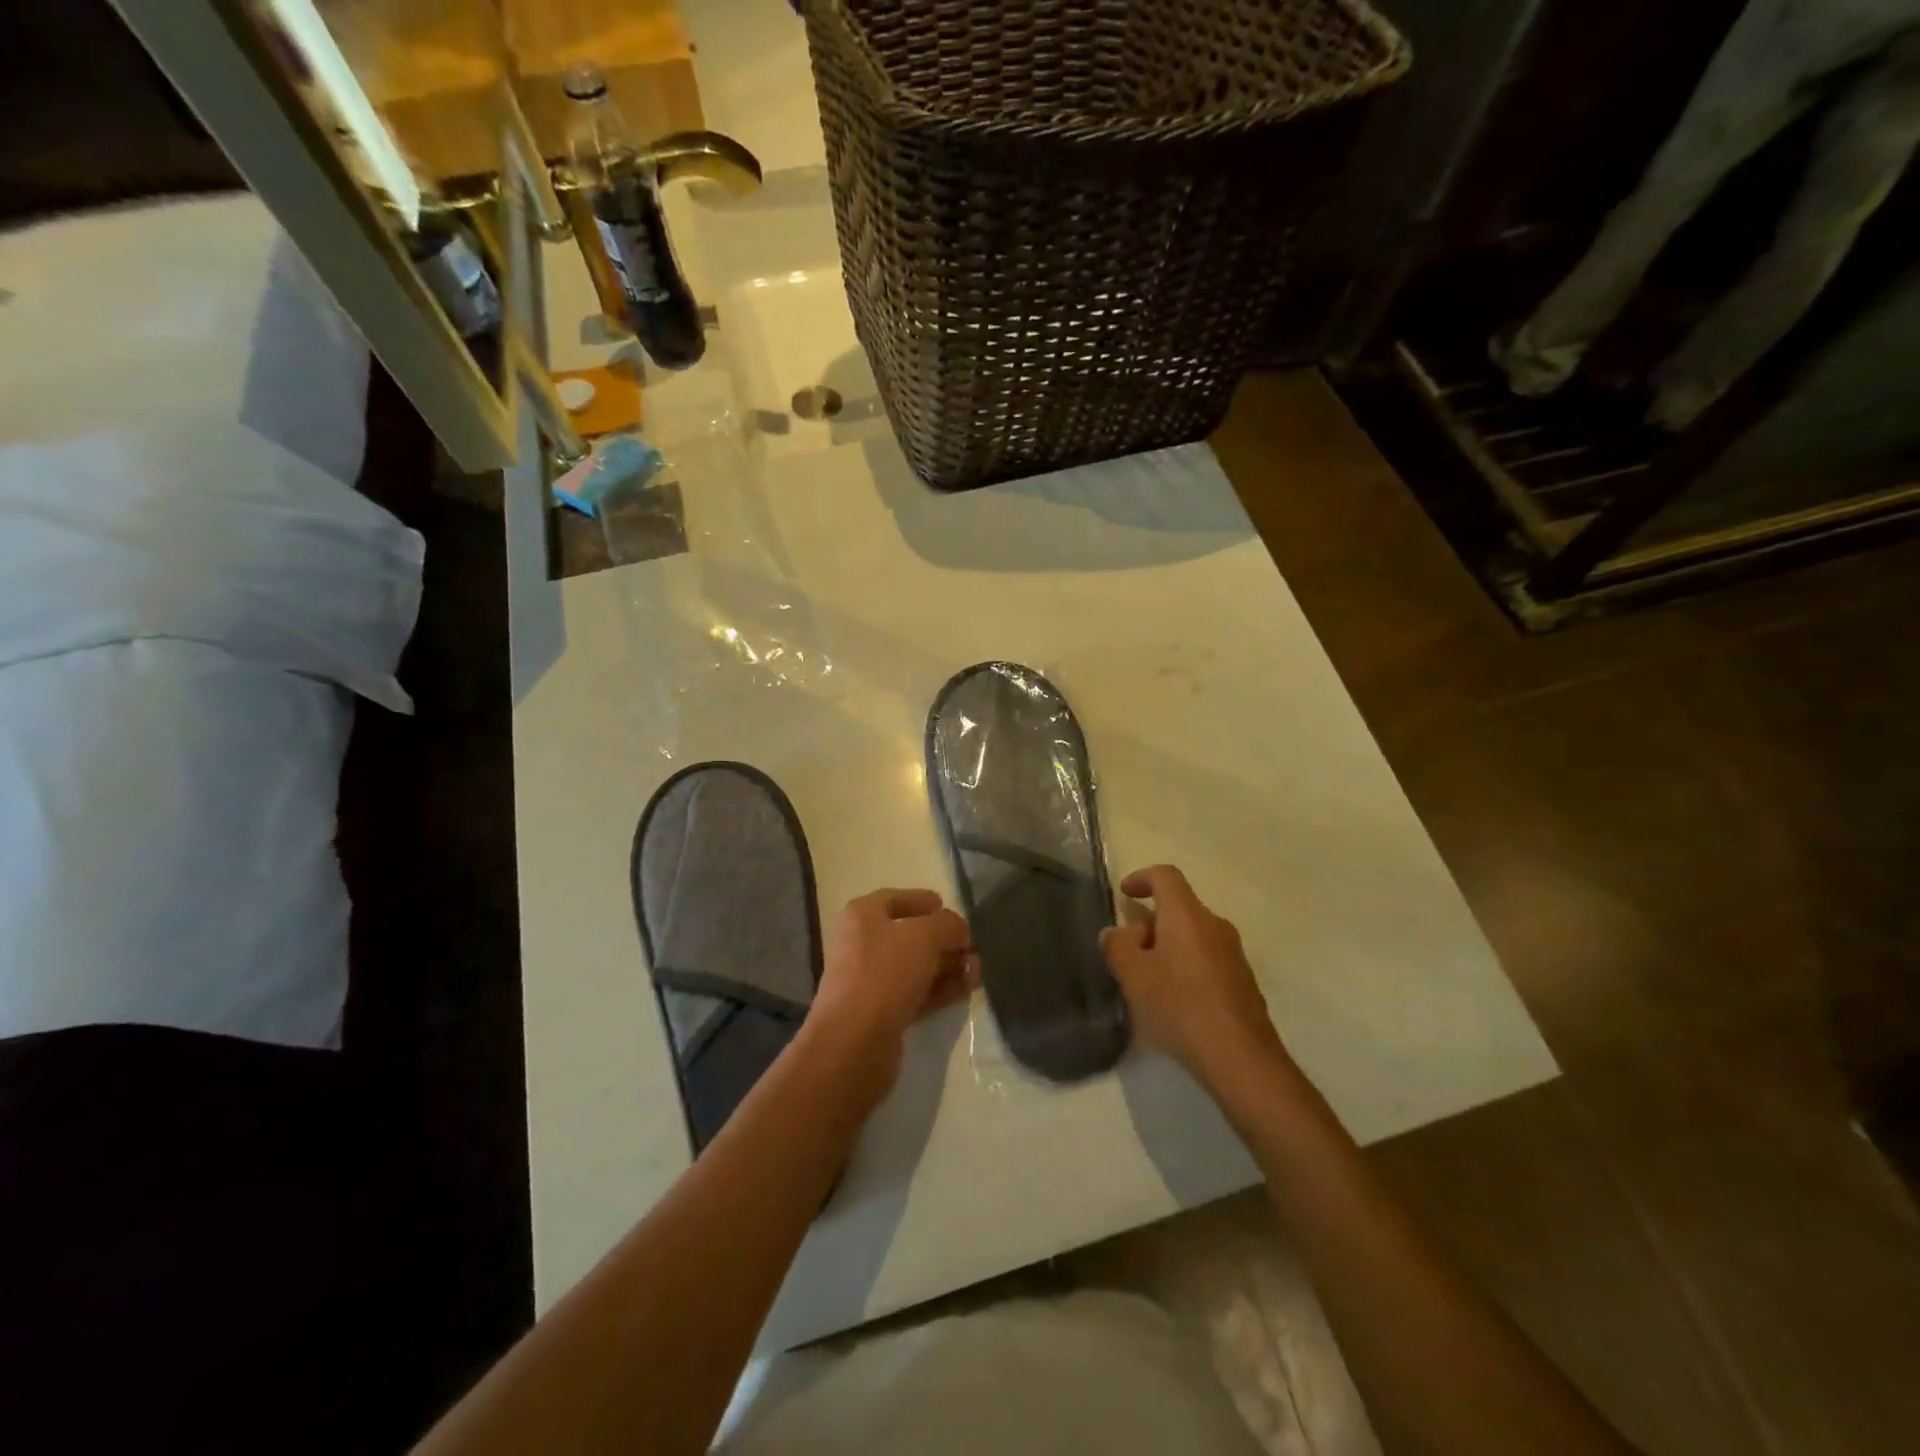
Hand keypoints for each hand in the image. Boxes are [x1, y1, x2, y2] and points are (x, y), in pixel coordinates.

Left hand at [809, 888, 976, 1097]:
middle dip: (946, 940)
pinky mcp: (881, 1012)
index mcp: (863, 915)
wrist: (854, 1042)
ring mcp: (870, 980)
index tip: (955, 913)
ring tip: (978, 972)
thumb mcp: (925, 936)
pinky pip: (916, 993)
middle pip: (911, 935)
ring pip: (916, 966)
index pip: (898, 898)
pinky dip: (940, 990)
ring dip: (948, 967)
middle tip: (975, 949)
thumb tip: (959, 930)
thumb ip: (948, 925)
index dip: (927, 902)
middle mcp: (862, 943)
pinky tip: (965, 991)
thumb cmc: (885, 973)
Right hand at [1101, 865, 1288, 1090]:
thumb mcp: (1133, 976)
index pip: (1165, 876)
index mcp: (1187, 915)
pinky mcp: (1242, 980)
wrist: (1241, 1058)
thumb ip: (1117, 946)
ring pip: (1192, 934)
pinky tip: (1174, 1000)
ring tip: (1147, 980)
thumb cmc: (1180, 1006)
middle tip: (1127, 953)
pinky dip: (1185, 965)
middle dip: (1149, 923)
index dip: (1141, 878)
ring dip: (1167, 946)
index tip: (1124, 894)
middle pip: (1178, 907)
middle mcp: (1214, 925)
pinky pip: (1206, 957)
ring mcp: (1233, 953)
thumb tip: (1116, 933)